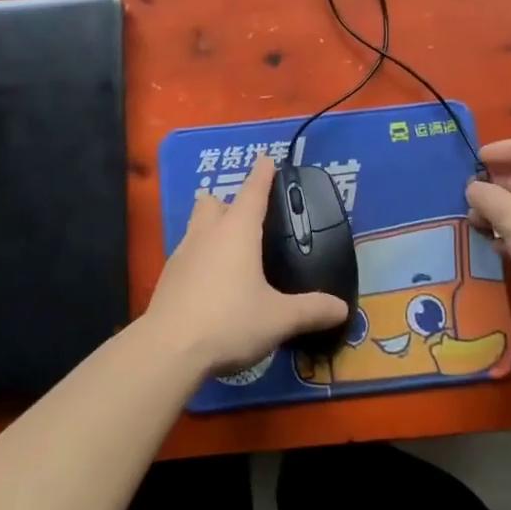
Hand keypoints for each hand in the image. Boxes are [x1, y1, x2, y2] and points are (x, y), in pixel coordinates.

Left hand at [145, 155, 348, 376]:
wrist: (168, 350)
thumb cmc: (229, 321)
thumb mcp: (279, 319)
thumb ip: (311, 310)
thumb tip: (342, 308)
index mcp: (237, 231)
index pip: (252, 192)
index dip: (262, 175)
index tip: (266, 159)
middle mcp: (207, 233)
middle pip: (213, 203)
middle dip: (227, 202)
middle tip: (246, 219)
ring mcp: (182, 254)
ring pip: (196, 226)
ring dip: (210, 228)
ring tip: (230, 250)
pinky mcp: (168, 278)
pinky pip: (186, 254)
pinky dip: (200, 257)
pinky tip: (211, 282)